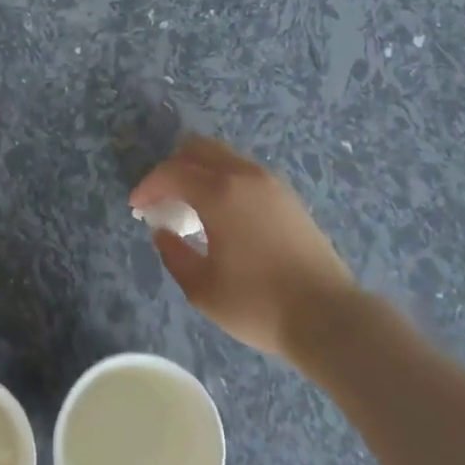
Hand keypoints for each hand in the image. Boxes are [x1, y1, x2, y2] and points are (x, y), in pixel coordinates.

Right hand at [131, 136, 354, 359]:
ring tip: (190, 207)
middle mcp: (245, 175)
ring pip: (224, 157)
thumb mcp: (202, 288)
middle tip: (161, 199)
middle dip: (173, 168)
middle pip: (199, 149)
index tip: (136, 206)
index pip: (173, 172)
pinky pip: (244, 172)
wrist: (327, 316)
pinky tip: (221, 214)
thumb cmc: (258, 304)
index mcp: (220, 192)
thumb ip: (174, 254)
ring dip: (200, 172)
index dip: (149, 185)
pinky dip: (223, 180)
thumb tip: (163, 231)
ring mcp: (271, 182)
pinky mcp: (288, 196)